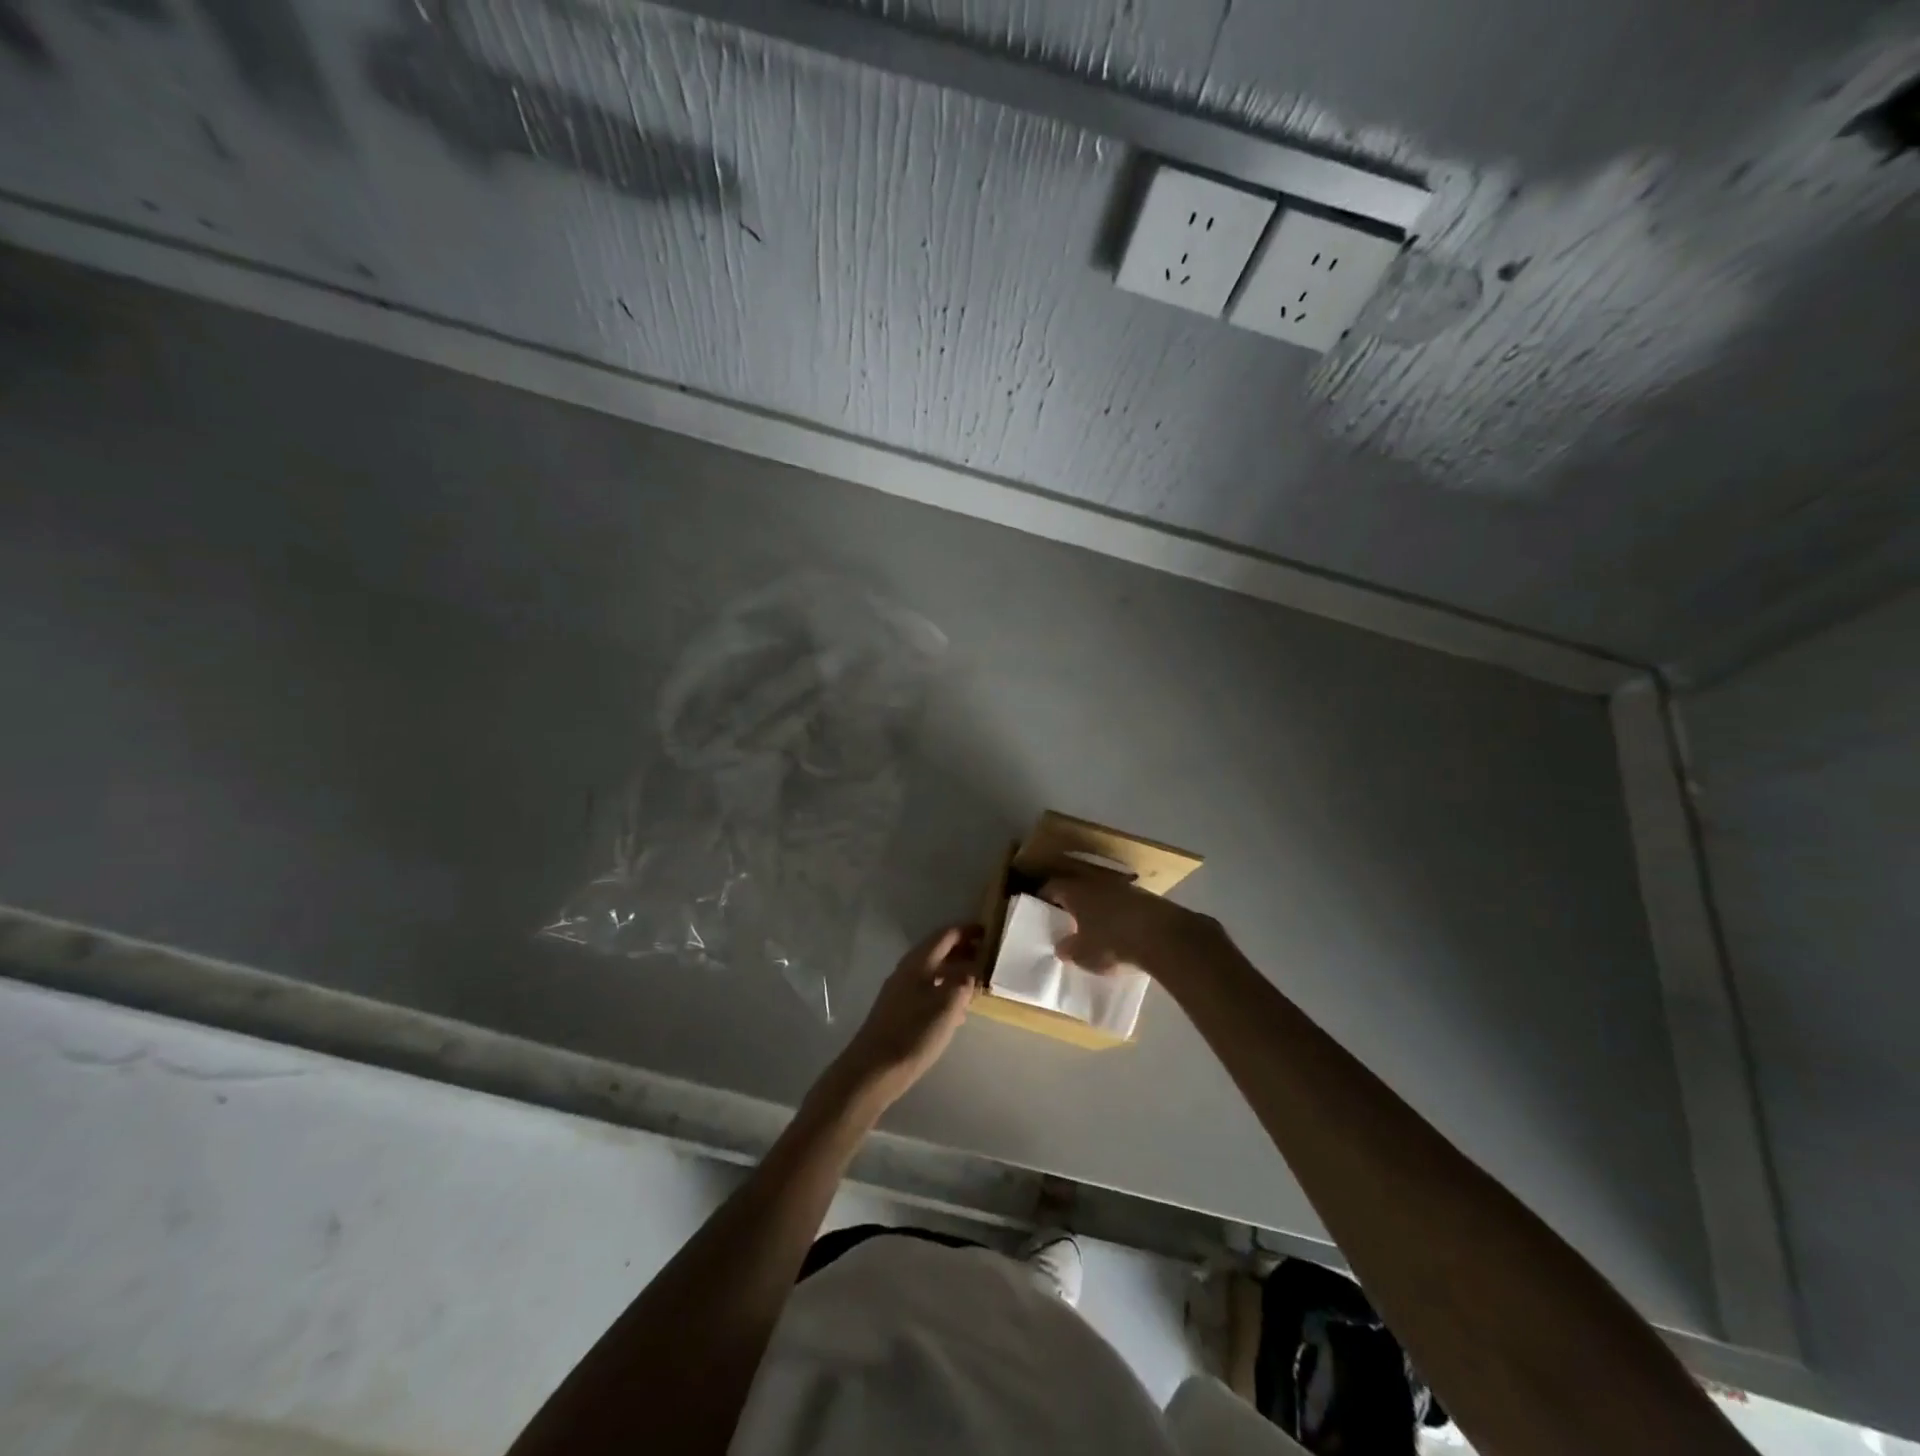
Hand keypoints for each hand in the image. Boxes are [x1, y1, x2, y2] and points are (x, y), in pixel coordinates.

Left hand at [830, 925, 981, 1106]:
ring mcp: (900, 991)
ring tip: (978, 982)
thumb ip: (964, 982)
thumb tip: (973, 969)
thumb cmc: (914, 1033)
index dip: (968, 931)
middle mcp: (907, 970)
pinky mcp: (899, 1011)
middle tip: (988, 957)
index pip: (946, 935)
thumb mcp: (948, 1005)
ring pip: (933, 972)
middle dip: (963, 950)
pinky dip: (946, 991)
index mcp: (918, 963)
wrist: (873, 1070)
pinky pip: (927, 990)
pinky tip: (958, 1010)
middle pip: (938, 951)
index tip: (990, 932)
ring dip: (955, 972)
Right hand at [1044, 872, 1222, 980]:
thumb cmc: (1112, 942)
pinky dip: (1116, 913)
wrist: (1161, 936)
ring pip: (1101, 894)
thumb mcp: (1083, 954)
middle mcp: (1096, 882)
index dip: (1043, 898)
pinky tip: (1119, 930)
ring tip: (1093, 926)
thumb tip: (1061, 947)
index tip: (1039, 909)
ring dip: (1096, 907)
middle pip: (1077, 888)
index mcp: (1075, 891)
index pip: (1051, 887)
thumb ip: (1069, 949)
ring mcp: (1122, 887)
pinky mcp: (1144, 896)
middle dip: (1071, 903)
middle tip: (1065, 919)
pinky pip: (1121, 903)